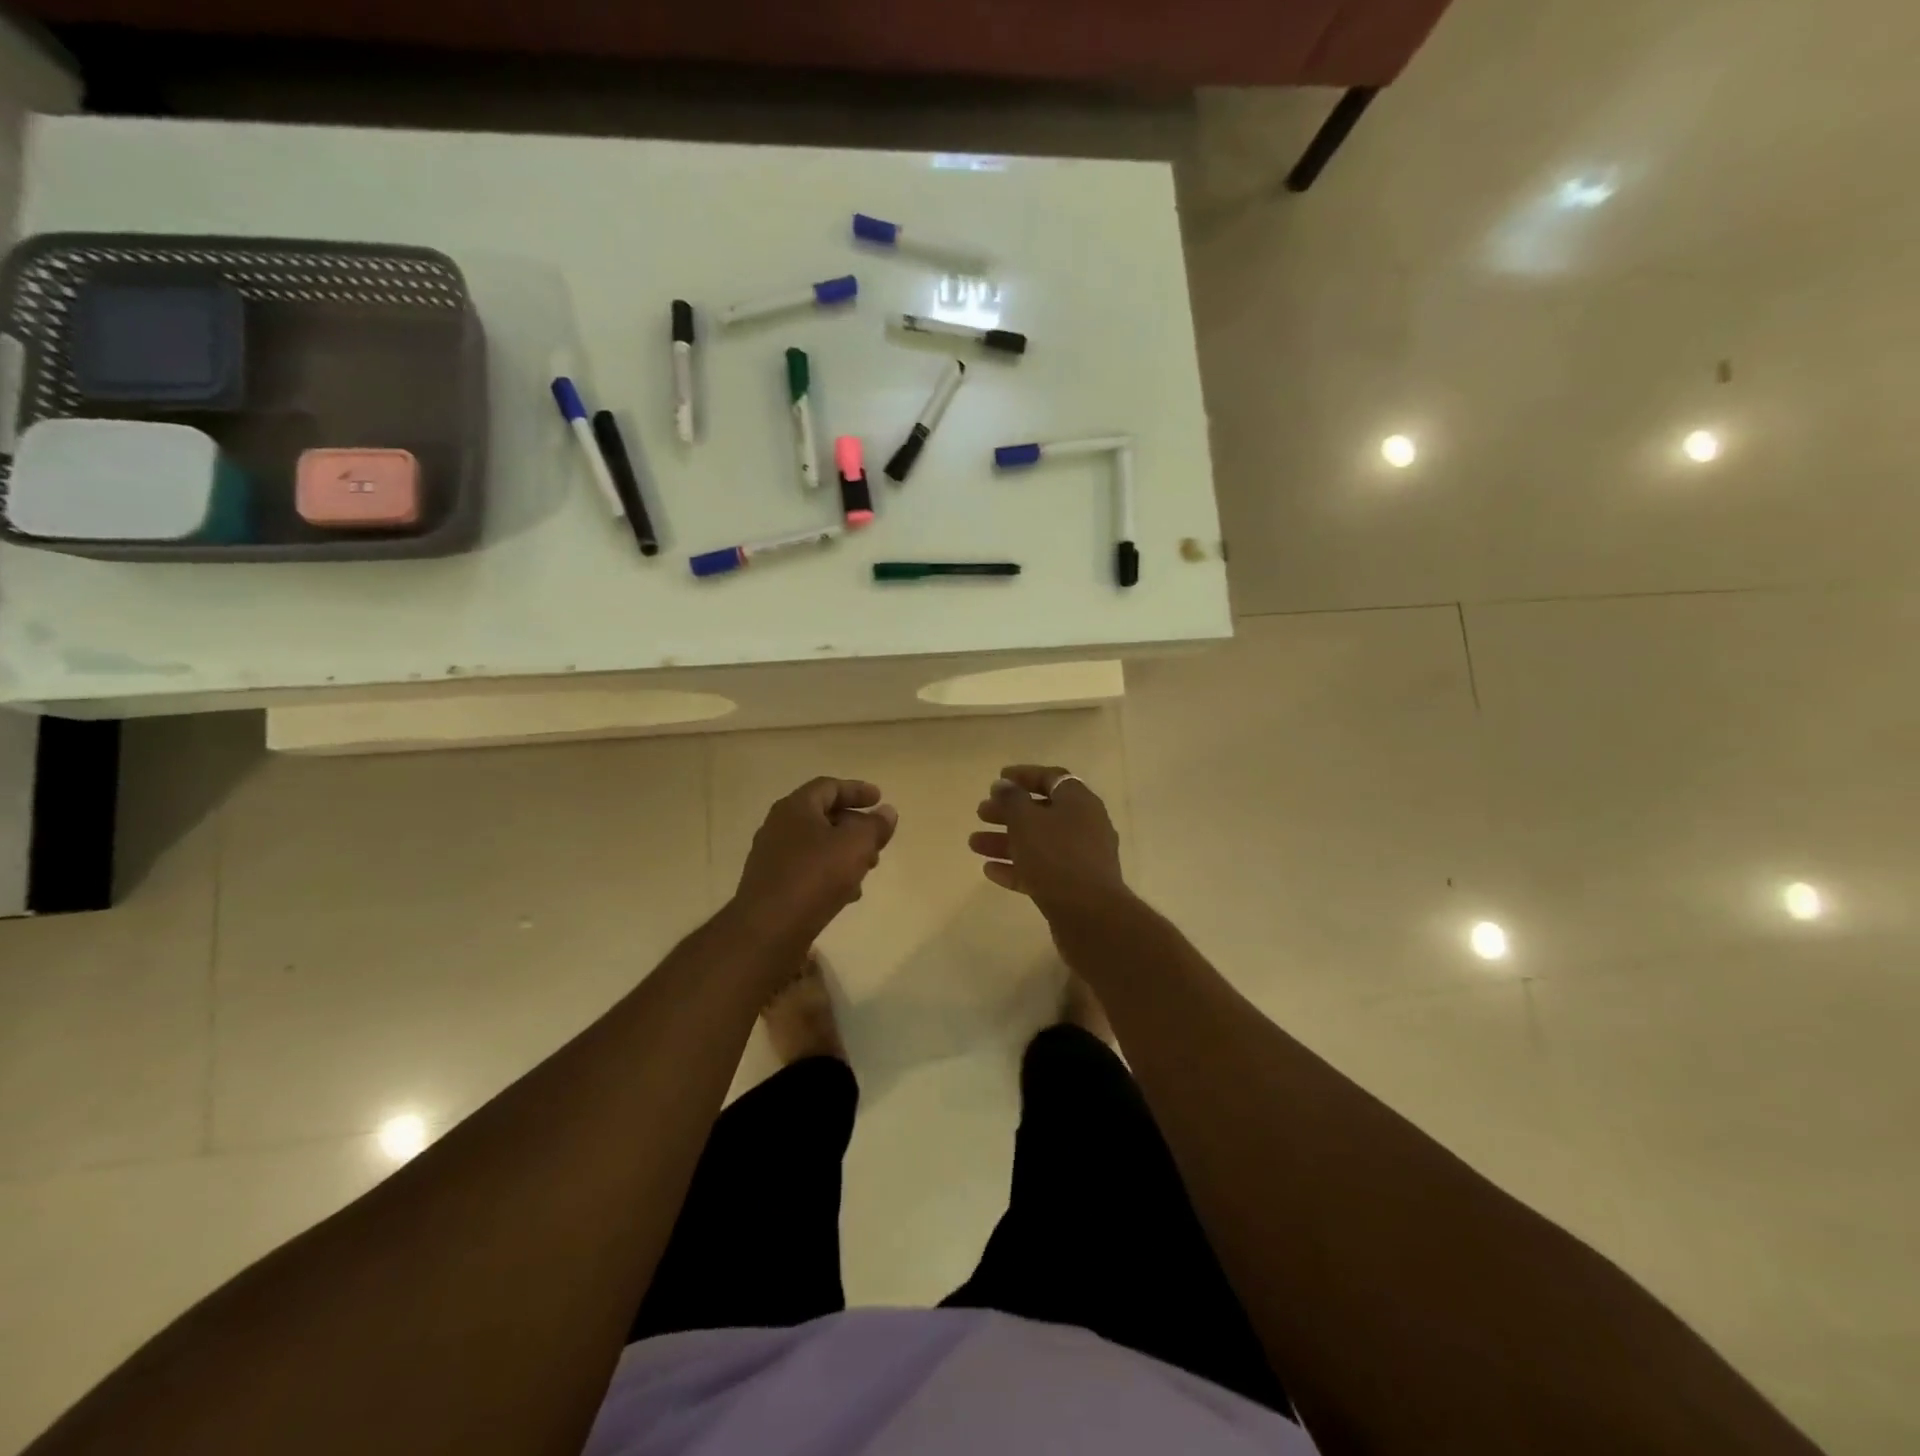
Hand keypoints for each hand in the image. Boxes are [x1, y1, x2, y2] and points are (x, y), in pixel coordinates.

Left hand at [734, 777, 897, 945]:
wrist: (768, 930)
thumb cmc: (814, 876)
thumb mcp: (856, 845)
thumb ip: (875, 826)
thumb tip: (886, 812)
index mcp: (795, 807)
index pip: (828, 787)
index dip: (857, 790)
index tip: (880, 798)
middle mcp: (778, 826)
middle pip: (823, 816)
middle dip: (854, 826)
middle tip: (877, 840)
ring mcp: (772, 857)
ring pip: (816, 845)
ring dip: (844, 852)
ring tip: (867, 869)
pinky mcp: (772, 885)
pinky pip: (807, 869)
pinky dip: (829, 873)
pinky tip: (846, 894)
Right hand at [969, 765, 1127, 919]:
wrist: (1090, 915)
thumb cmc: (1056, 856)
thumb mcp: (1027, 821)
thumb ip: (1011, 799)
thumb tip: (1004, 785)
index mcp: (1079, 802)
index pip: (1051, 778)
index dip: (1024, 776)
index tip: (998, 779)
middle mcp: (1085, 825)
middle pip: (1042, 812)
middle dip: (1008, 812)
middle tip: (981, 813)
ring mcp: (1081, 857)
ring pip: (1038, 842)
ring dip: (1006, 841)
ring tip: (974, 844)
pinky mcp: (1074, 885)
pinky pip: (1042, 869)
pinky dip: (1017, 867)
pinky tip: (990, 871)